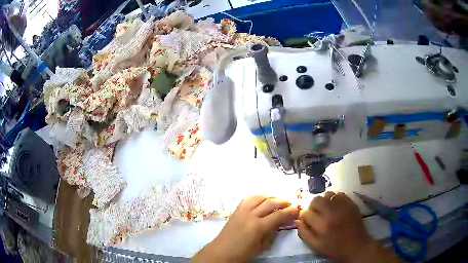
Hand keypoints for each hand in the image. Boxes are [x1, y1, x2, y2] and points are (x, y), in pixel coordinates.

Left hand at [193, 196, 297, 262]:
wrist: (221, 252)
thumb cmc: (243, 254)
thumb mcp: (262, 247)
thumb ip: (273, 233)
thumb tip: (281, 222)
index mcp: (258, 227)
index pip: (278, 215)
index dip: (290, 211)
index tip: (297, 209)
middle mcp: (250, 215)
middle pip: (270, 203)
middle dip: (283, 201)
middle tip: (291, 203)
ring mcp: (242, 211)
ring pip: (259, 197)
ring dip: (271, 196)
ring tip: (278, 199)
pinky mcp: (236, 210)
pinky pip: (248, 198)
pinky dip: (258, 197)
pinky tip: (263, 199)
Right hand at [296, 192, 372, 261]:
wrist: (356, 246)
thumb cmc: (334, 248)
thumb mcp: (316, 246)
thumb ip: (304, 233)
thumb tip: (297, 220)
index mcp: (321, 225)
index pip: (306, 213)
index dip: (304, 217)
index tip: (307, 220)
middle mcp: (331, 213)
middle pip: (316, 200)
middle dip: (313, 207)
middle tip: (316, 214)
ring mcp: (343, 206)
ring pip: (327, 194)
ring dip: (324, 201)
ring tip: (326, 210)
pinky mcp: (351, 203)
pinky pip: (339, 194)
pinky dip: (335, 199)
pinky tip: (336, 207)